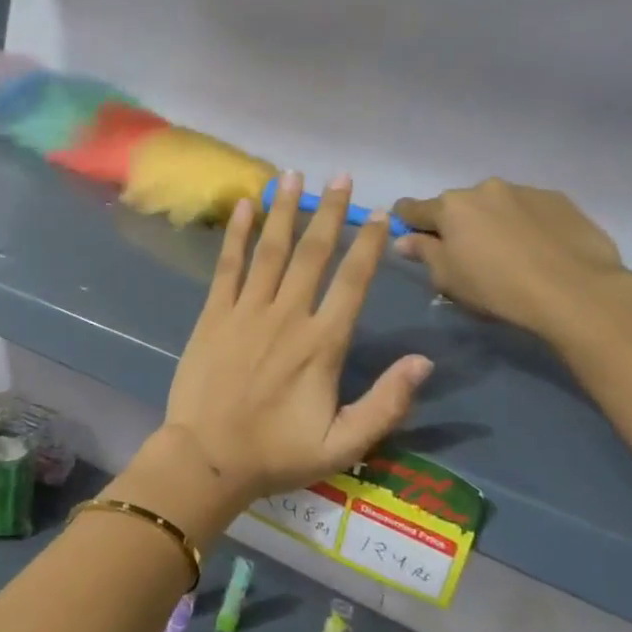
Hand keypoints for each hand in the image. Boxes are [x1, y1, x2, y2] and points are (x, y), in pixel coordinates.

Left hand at [160, 173, 432, 502]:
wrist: (207, 456)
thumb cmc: (276, 453)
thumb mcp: (344, 444)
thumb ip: (387, 403)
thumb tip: (423, 362)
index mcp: (323, 344)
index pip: (352, 282)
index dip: (367, 244)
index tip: (379, 212)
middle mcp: (287, 316)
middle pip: (313, 254)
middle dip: (329, 212)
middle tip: (341, 176)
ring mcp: (246, 311)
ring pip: (270, 250)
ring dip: (284, 211)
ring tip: (293, 175)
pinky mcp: (213, 314)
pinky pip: (227, 266)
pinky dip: (236, 235)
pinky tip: (244, 206)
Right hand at [391, 179, 630, 341]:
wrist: (576, 291)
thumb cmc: (496, 287)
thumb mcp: (446, 278)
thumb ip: (423, 253)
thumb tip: (405, 240)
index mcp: (450, 206)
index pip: (412, 208)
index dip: (407, 223)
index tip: (412, 239)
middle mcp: (484, 189)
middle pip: (458, 206)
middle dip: (457, 224)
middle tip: (469, 255)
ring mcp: (525, 192)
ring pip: (496, 205)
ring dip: (494, 222)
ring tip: (510, 253)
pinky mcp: (561, 201)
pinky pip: (530, 210)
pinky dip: (526, 224)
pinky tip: (539, 250)